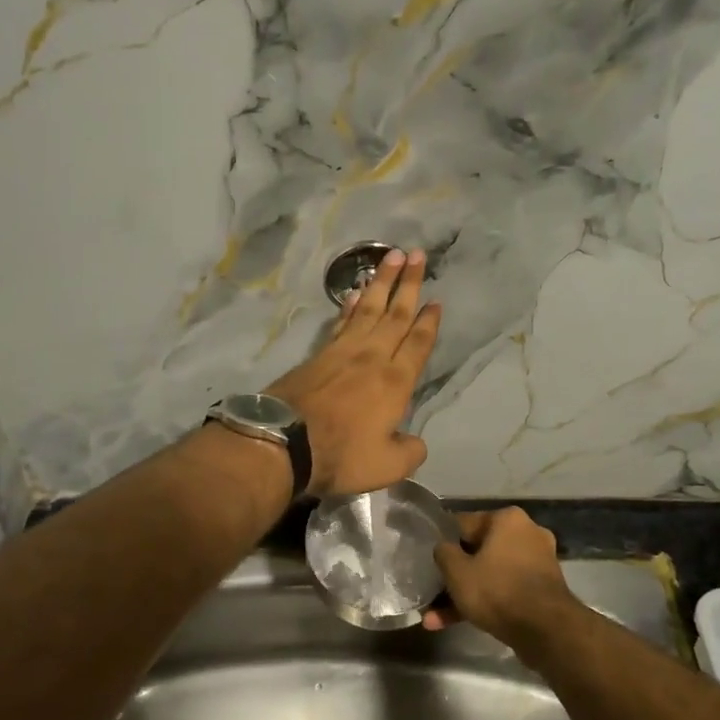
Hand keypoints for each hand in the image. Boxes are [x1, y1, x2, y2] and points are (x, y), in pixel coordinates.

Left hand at [266, 248, 440, 496]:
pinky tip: (352, 295)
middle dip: (408, 284)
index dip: (429, 323)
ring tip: (391, 258)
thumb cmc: (341, 454)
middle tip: (417, 254)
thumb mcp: (387, 465)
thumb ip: (408, 452)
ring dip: (381, 283)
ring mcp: (341, 353)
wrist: (284, 442)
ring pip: (367, 310)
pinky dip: (349, 306)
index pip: (417, 344)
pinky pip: (340, 322)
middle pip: (395, 315)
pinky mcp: (317, 355)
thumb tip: (415, 442)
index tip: (436, 301)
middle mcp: (372, 358)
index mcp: (395, 382)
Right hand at [428, 507, 585, 643]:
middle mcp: (527, 533)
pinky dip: (486, 602)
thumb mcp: (457, 571)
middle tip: (433, 592)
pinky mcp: (542, 589)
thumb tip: (443, 548)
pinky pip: (505, 589)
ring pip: (490, 574)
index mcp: (507, 519)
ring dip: (465, 594)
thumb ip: (443, 553)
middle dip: (454, 576)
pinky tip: (459, 623)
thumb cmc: (497, 590)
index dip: (442, 542)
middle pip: (478, 551)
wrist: (547, 632)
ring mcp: (538, 563)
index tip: (429, 559)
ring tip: (435, 619)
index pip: (463, 524)